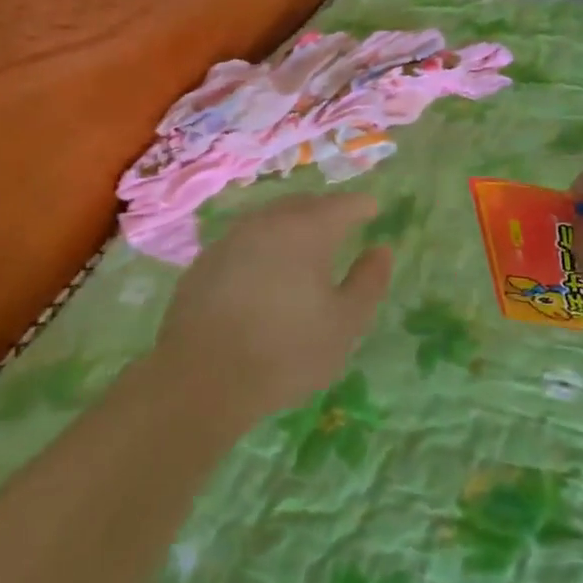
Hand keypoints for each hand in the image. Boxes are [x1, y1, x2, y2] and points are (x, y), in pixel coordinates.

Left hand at [153, 193, 392, 421]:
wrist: (202, 378)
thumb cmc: (286, 350)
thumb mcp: (345, 324)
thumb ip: (368, 282)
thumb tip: (380, 250)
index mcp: (308, 229)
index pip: (343, 204)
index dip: (362, 206)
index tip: (372, 210)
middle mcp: (269, 221)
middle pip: (304, 204)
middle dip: (326, 210)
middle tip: (341, 225)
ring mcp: (232, 237)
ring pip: (270, 219)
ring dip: (291, 226)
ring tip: (303, 247)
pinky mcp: (206, 260)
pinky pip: (244, 241)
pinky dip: (262, 247)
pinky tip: (263, 273)